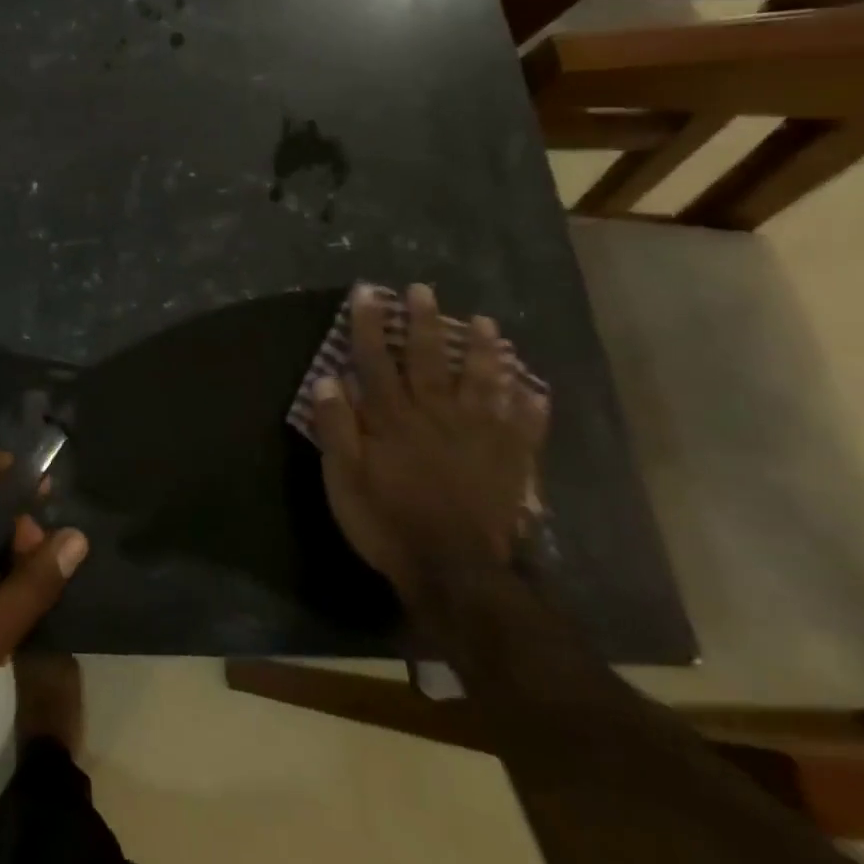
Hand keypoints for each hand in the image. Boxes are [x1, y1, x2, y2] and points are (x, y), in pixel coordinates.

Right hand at [309, 284, 547, 607]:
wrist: (454, 573)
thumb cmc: (388, 522)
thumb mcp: (344, 479)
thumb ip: (336, 428)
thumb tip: (328, 380)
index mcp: (393, 419)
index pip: (377, 361)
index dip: (369, 325)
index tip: (367, 292)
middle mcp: (436, 417)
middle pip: (430, 360)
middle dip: (425, 323)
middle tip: (424, 290)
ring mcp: (478, 438)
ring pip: (482, 383)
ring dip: (483, 351)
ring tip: (486, 323)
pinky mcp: (508, 463)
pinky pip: (524, 427)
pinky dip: (531, 406)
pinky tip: (535, 387)